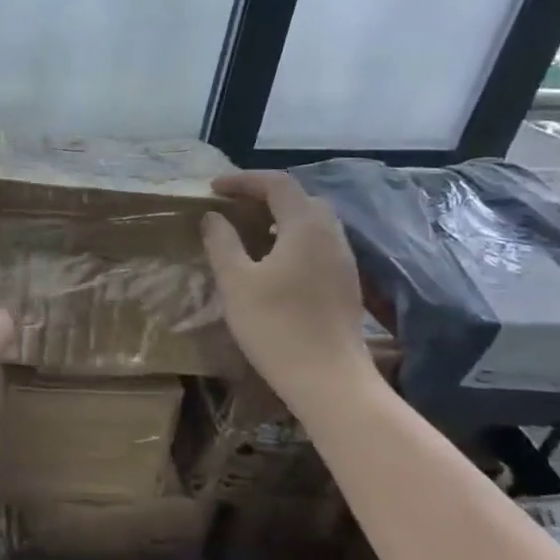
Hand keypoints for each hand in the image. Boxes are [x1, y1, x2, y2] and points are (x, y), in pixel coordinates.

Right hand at [201, 170, 373, 404]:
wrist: (328, 379)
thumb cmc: (276, 325)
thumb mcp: (236, 282)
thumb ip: (222, 242)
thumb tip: (213, 217)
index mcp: (306, 226)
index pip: (277, 184)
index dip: (243, 180)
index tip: (213, 189)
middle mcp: (331, 235)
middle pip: (300, 198)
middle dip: (265, 196)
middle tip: (233, 207)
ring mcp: (344, 260)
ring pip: (313, 223)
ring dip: (280, 219)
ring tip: (249, 233)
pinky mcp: (346, 284)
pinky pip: (319, 245)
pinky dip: (293, 240)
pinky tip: (273, 264)